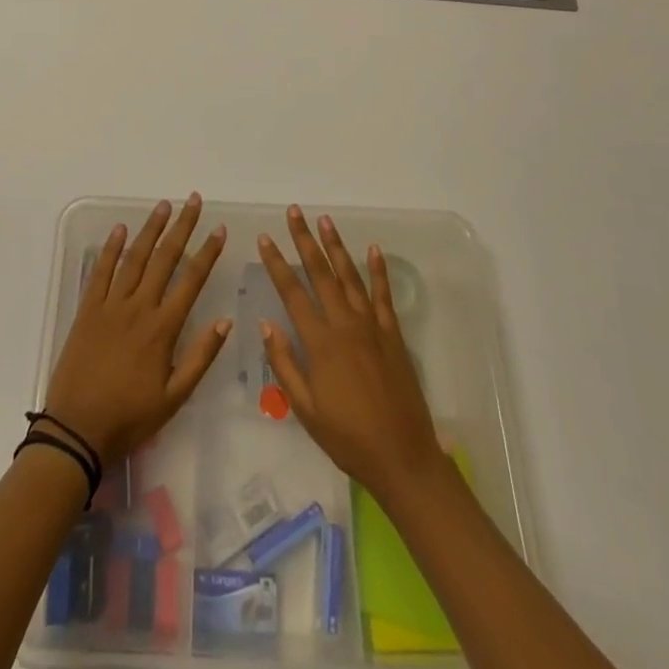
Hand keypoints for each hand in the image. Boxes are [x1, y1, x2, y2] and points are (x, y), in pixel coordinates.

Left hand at [42, 195, 231, 463]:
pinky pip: (101, 272)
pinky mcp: (88, 309)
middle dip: (182, 227)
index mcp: (163, 328)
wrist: (76, 429)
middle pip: (165, 258)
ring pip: (135, 258)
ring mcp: (111, 305)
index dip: (207, 253)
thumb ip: (200, 357)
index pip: (191, 280)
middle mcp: (139, 307)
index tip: (219, 230)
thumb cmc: (129, 417)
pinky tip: (121, 229)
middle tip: (194, 201)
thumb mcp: (174, 397)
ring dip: (151, 229)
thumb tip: (225, 321)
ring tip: (164, 205)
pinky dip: (111, 249)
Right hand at [258, 206, 443, 502]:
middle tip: (294, 212)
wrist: (402, 456)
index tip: (265, 238)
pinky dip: (378, 270)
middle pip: (321, 273)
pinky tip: (373, 249)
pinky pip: (383, 295)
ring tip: (325, 220)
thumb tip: (267, 325)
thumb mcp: (305, 409)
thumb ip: (285, 365)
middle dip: (304, 240)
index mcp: (320, 343)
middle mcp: (345, 324)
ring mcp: (372, 326)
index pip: (292, 293)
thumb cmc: (348, 438)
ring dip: (336, 246)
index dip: (277, 263)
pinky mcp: (393, 334)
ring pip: (350, 276)